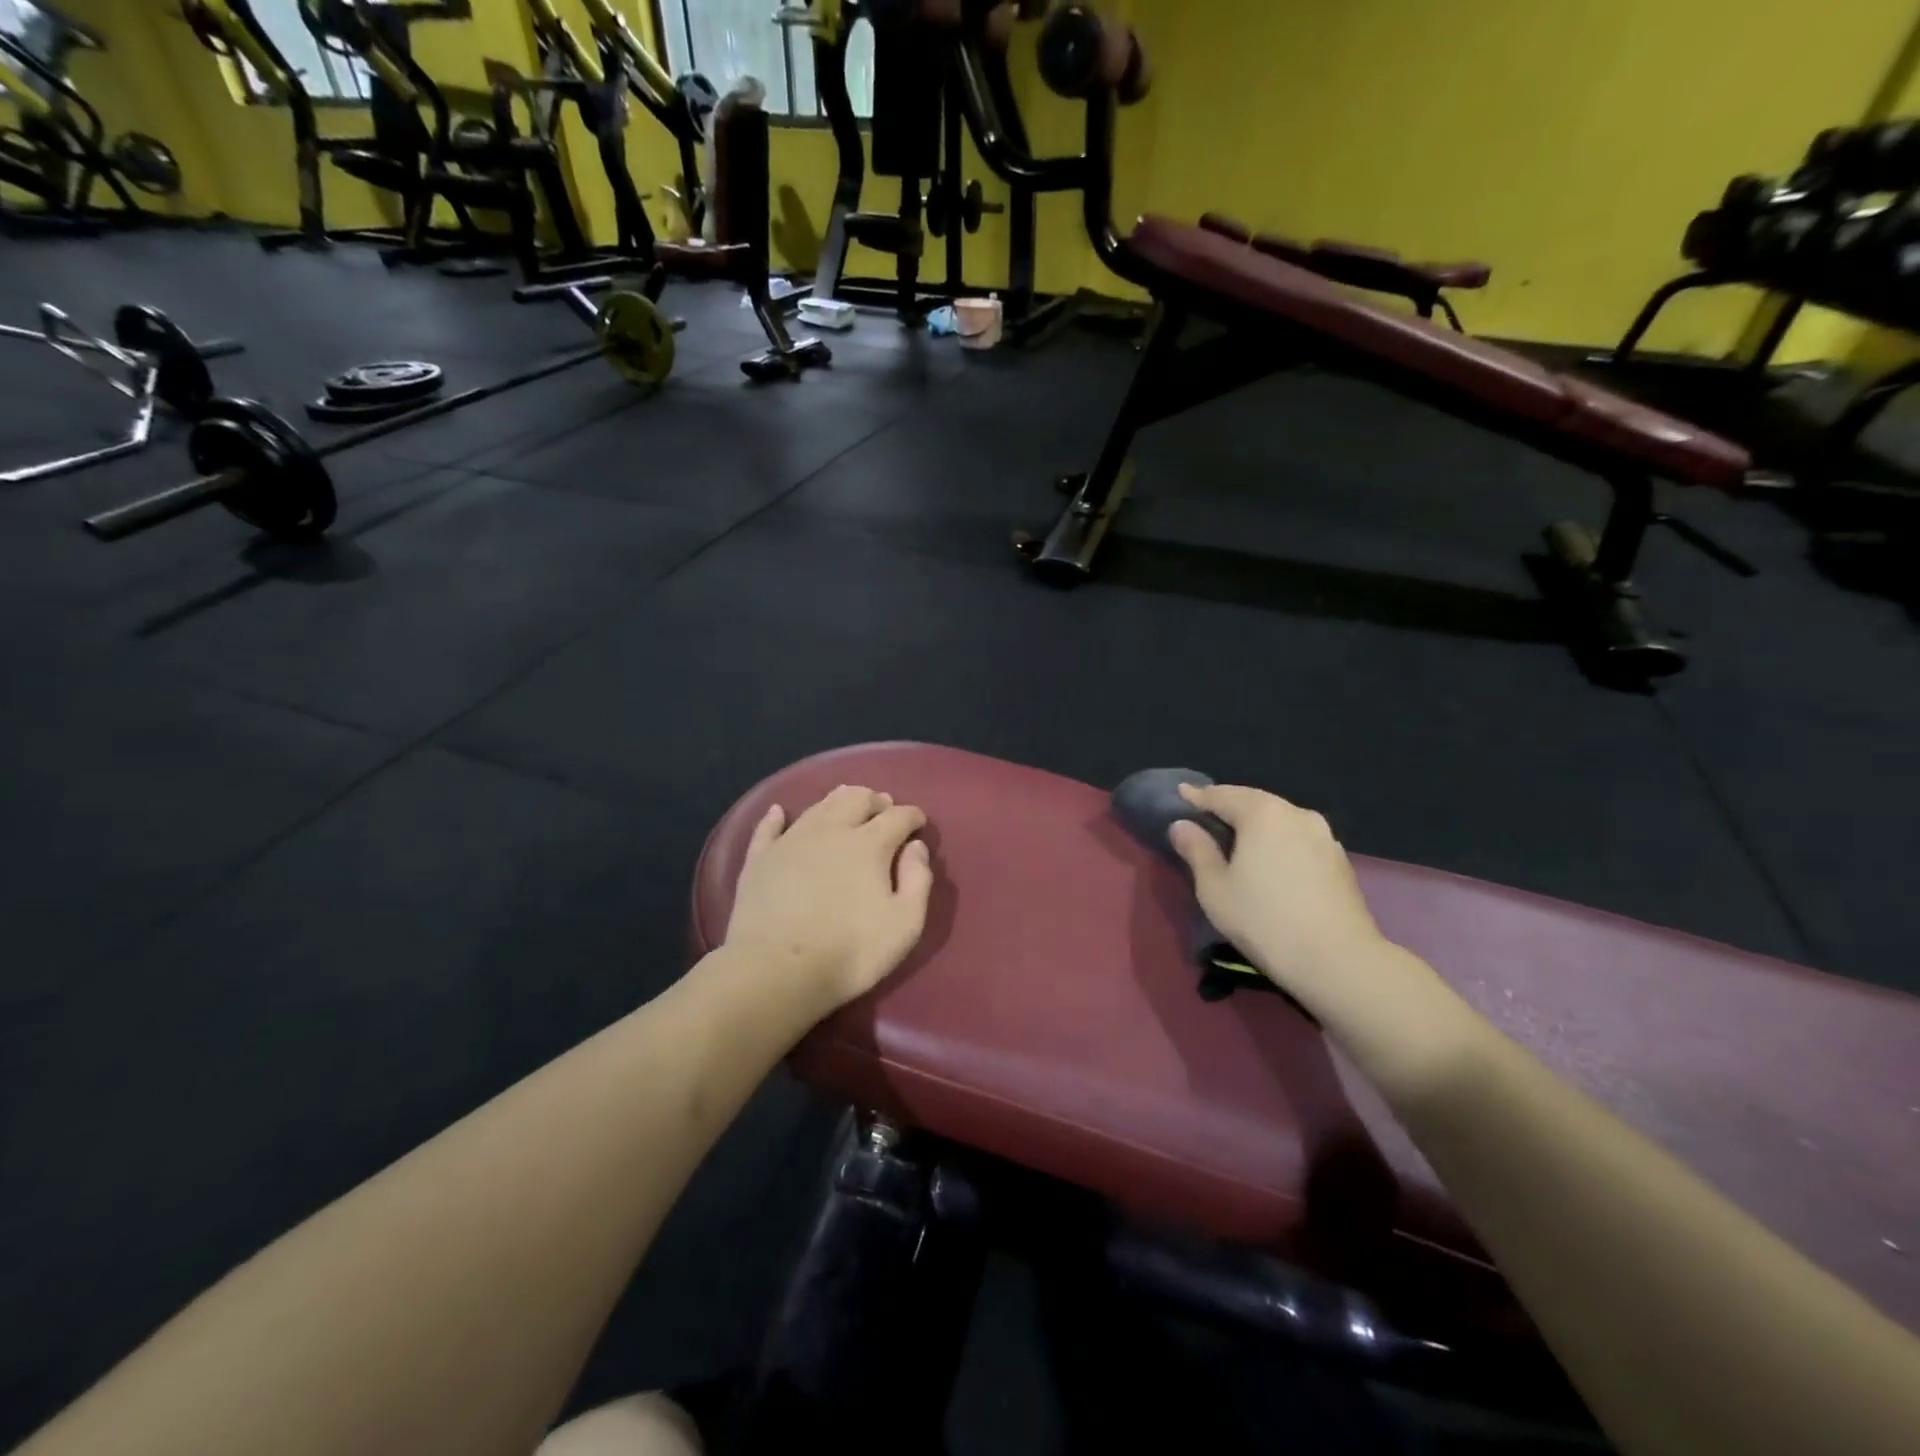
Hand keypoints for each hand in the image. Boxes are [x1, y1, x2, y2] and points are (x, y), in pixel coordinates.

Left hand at [724, 784, 934, 1013]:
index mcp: (869, 844)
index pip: (897, 816)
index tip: (919, 822)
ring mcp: (791, 841)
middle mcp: (831, 830)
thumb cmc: (849, 951)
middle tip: (883, 808)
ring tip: (847, 804)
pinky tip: (778, 812)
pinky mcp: (760, 859)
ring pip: (818, 806)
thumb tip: (916, 847)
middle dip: (875, 800)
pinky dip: (776, 817)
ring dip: (838, 801)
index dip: (912, 816)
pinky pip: (768, 828)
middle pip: (856, 799)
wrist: (776, 970)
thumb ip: (918, 880)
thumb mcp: (905, 924)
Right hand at [1166, 784, 1388, 1002]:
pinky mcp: (1339, 859)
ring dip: (1256, 822)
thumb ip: (1196, 850)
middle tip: (1205, 812)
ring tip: (1237, 835)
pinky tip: (1270, 857)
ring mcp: (1323, 835)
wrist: (1338, 960)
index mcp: (1262, 814)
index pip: (1222, 795)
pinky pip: (1298, 837)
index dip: (1197, 796)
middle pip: (1254, 801)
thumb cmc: (1264, 920)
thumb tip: (1182, 825)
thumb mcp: (1214, 887)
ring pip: (1280, 818)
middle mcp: (1296, 814)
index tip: (1180, 793)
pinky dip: (1278, 838)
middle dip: (1229, 804)